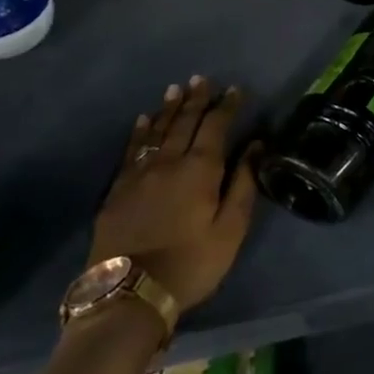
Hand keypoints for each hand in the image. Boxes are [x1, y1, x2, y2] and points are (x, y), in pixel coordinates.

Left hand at [90, 76, 258, 312]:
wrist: (129, 294)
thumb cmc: (191, 263)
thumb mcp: (230, 229)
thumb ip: (243, 184)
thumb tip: (256, 146)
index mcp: (200, 169)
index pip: (216, 126)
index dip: (226, 106)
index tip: (235, 89)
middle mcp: (169, 162)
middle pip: (184, 122)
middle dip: (196, 99)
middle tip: (202, 79)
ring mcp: (139, 175)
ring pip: (157, 131)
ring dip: (169, 109)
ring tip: (176, 89)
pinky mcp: (117, 191)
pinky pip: (131, 151)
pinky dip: (140, 132)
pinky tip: (143, 121)